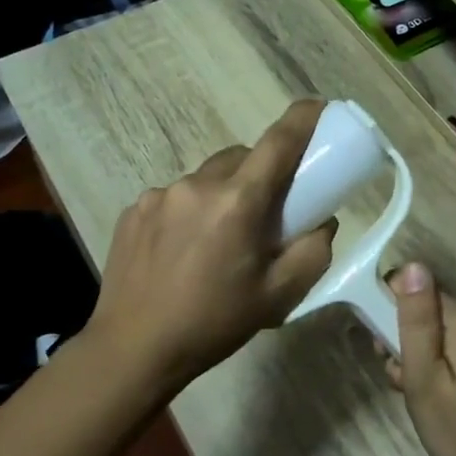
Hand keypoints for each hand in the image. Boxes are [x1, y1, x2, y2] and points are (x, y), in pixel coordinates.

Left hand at [84, 100, 336, 392]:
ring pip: (206, 179)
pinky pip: (175, 198)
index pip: (278, 142)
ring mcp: (159, 195)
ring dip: (222, 196)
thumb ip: (313, 251)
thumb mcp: (279, 296)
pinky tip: (182, 252)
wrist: (134, 349)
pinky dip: (190, 212)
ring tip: (217, 243)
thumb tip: (321, 222)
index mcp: (237, 202)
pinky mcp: (134, 210)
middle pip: (241, 158)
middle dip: (260, 174)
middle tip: (265, 214)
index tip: (318, 107)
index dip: (302, 119)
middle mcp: (197, 185)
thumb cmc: (214, 323)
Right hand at [382, 263, 455, 455]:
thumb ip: (416, 320)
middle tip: (401, 382)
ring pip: (440, 334)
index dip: (389, 314)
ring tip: (421, 399)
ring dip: (421, 360)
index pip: (412, 288)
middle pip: (426, 312)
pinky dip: (442, 370)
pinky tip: (441, 402)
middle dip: (405, 341)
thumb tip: (412, 265)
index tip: (386, 352)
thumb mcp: (425, 378)